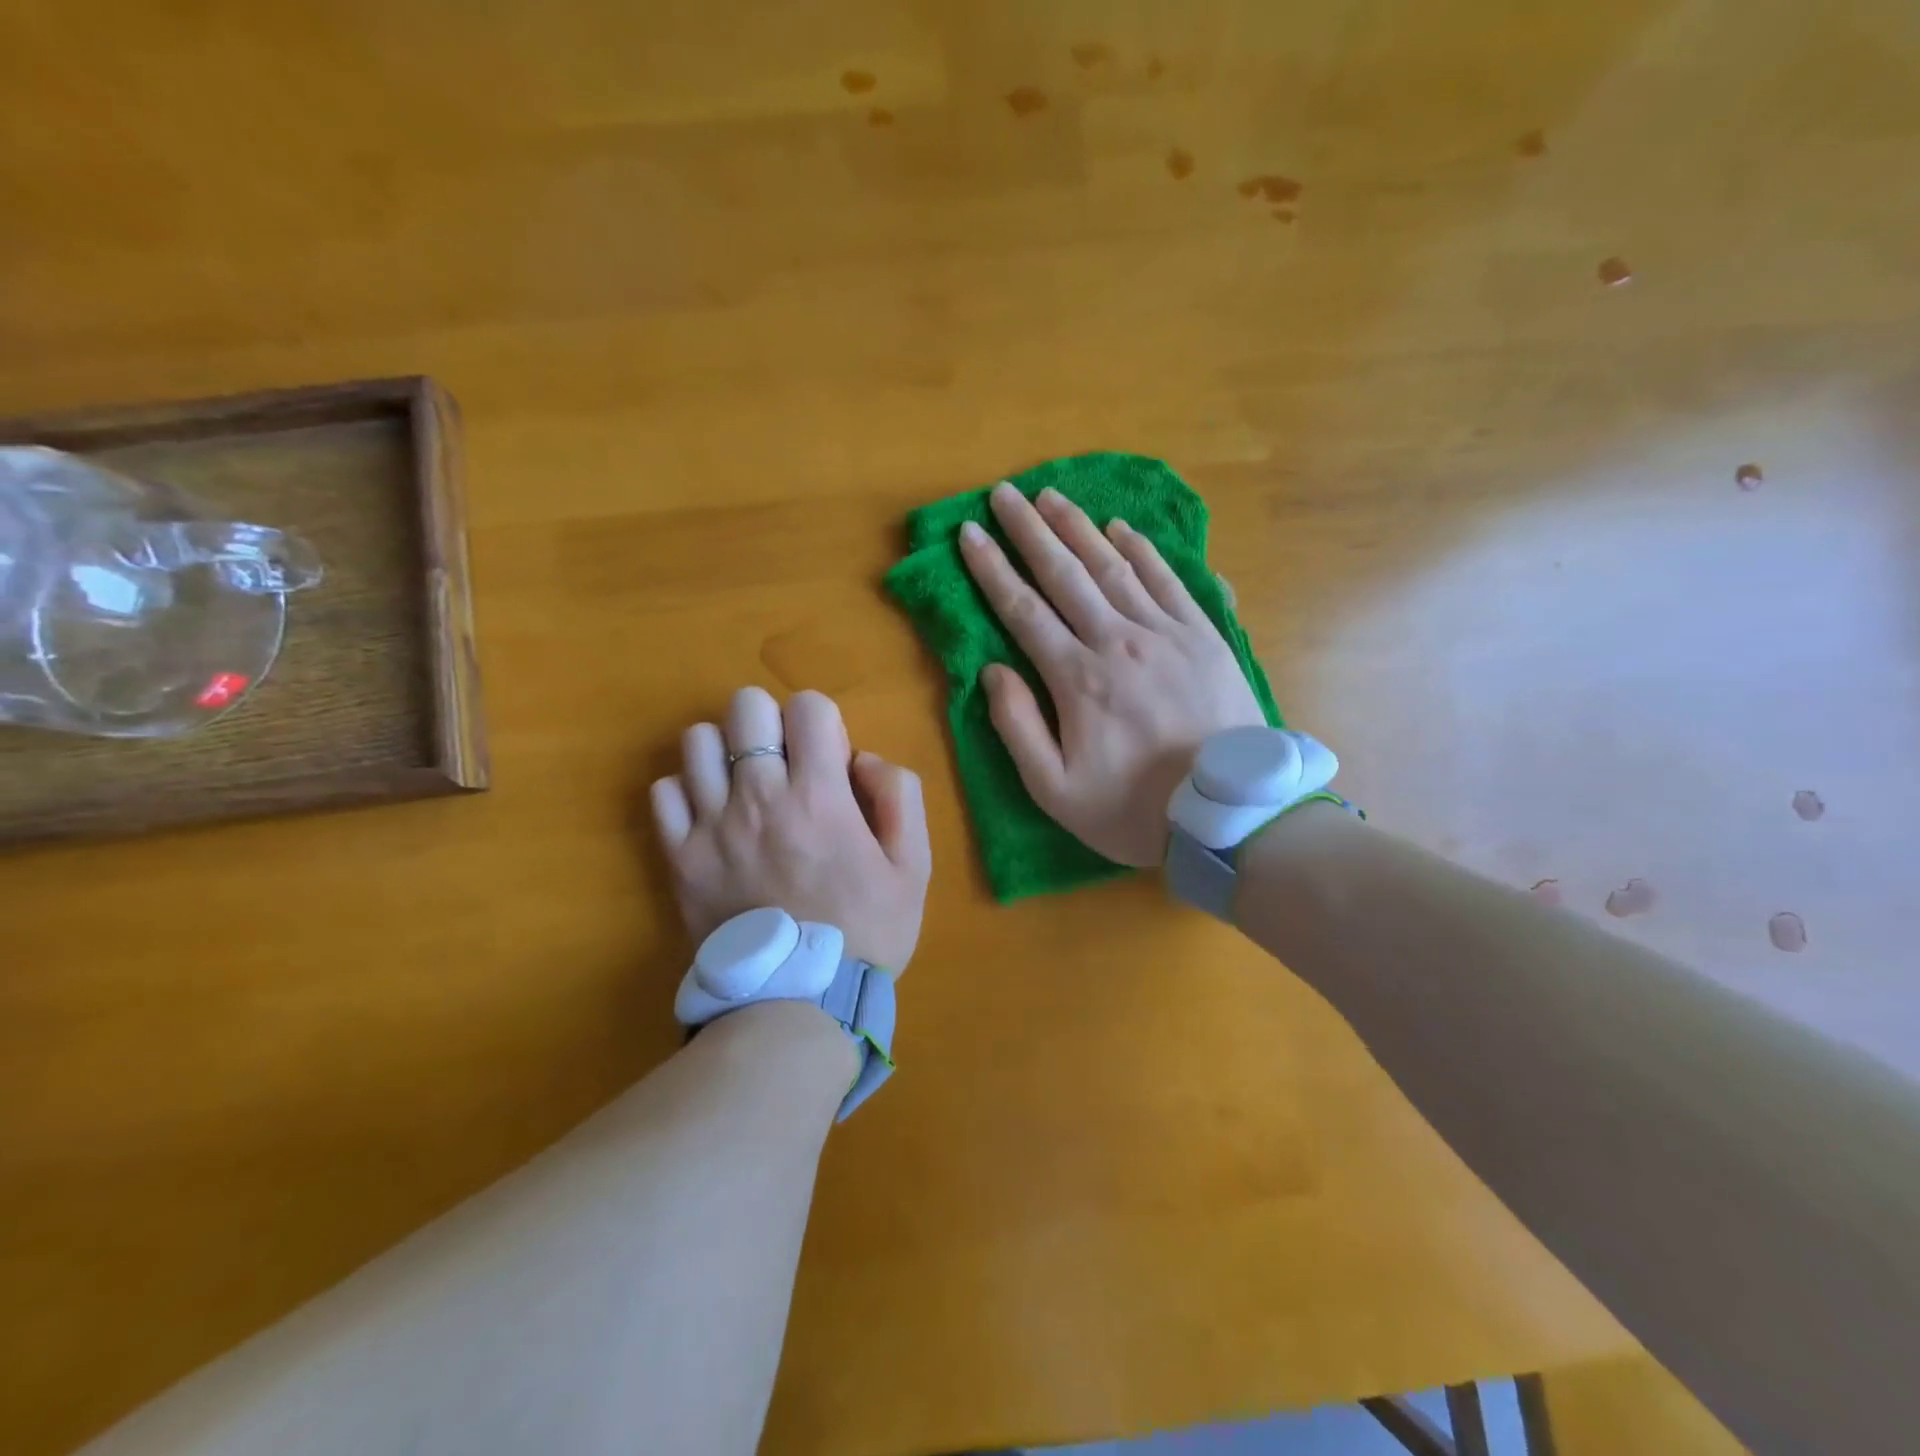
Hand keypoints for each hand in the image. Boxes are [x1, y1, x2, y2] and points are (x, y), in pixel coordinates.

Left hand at [649, 687, 931, 971]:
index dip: (822, 722)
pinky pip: (664, 792)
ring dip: (727, 752)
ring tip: (745, 787)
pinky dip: (687, 792)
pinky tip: (711, 815)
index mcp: (819, 795)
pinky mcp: (679, 857)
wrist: (797, 1002)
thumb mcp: (913, 867)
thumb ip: (899, 796)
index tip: (828, 762)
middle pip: (746, 706)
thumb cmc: (865, 932)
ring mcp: (711, 826)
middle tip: (785, 764)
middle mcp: (759, 798)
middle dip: (771, 722)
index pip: (808, 705)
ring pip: (699, 740)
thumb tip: (861, 758)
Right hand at [959, 482, 1265, 865]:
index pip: (1023, 610)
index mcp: (1077, 679)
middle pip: (1065, 574)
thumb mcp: (1054, 790)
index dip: (992, 569)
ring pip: (1113, 567)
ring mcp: (1166, 634)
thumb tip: (993, 670)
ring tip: (1052, 496)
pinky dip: (1142, 550)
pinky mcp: (1204, 636)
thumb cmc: (1133, 809)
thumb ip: (1017, 727)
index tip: (969, 533)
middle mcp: (1118, 641)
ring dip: (1078, 528)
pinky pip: (1168, 580)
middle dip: (1029, 531)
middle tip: (1004, 493)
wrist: (1229, 815)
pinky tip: (1121, 528)